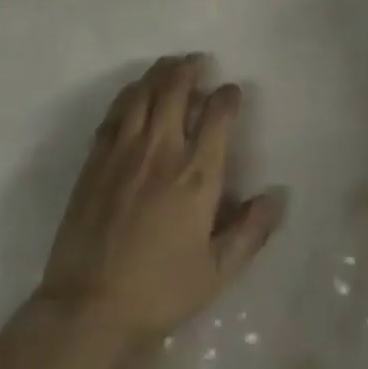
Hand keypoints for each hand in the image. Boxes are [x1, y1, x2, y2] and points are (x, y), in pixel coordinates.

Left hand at [36, 55, 284, 348]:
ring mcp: (123, 152)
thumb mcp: (218, 271)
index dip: (227, 96)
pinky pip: (114, 113)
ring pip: (142, 94)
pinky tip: (134, 93)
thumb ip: (251, 231)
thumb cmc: (160, 291)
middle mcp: (161, 151)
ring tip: (169, 65)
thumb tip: (277, 195)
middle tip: (198, 61)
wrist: (89, 307)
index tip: (231, 91)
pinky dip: (128, 95)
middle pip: (175, 90)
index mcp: (196, 175)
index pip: (217, 115)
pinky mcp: (95, 160)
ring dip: (159, 73)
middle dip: (190, 69)